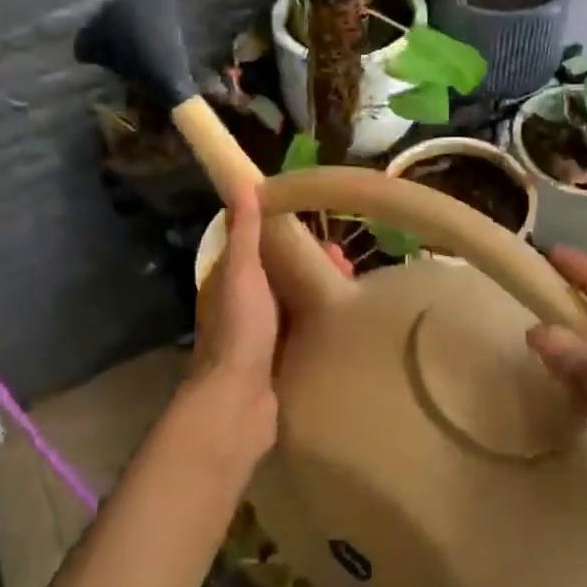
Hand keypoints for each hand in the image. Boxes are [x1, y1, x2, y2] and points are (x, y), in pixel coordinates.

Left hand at [190, 189, 348, 470]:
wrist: (238, 404)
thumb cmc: (240, 331)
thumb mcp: (242, 272)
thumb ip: (244, 232)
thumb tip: (241, 182)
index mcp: (232, 283)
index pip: (263, 249)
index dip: (290, 237)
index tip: (322, 232)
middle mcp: (246, 307)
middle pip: (284, 277)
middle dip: (314, 266)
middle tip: (348, 264)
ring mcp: (263, 338)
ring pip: (297, 305)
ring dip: (322, 294)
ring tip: (354, 291)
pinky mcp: (281, 363)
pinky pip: (305, 334)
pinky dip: (323, 324)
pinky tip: (348, 324)